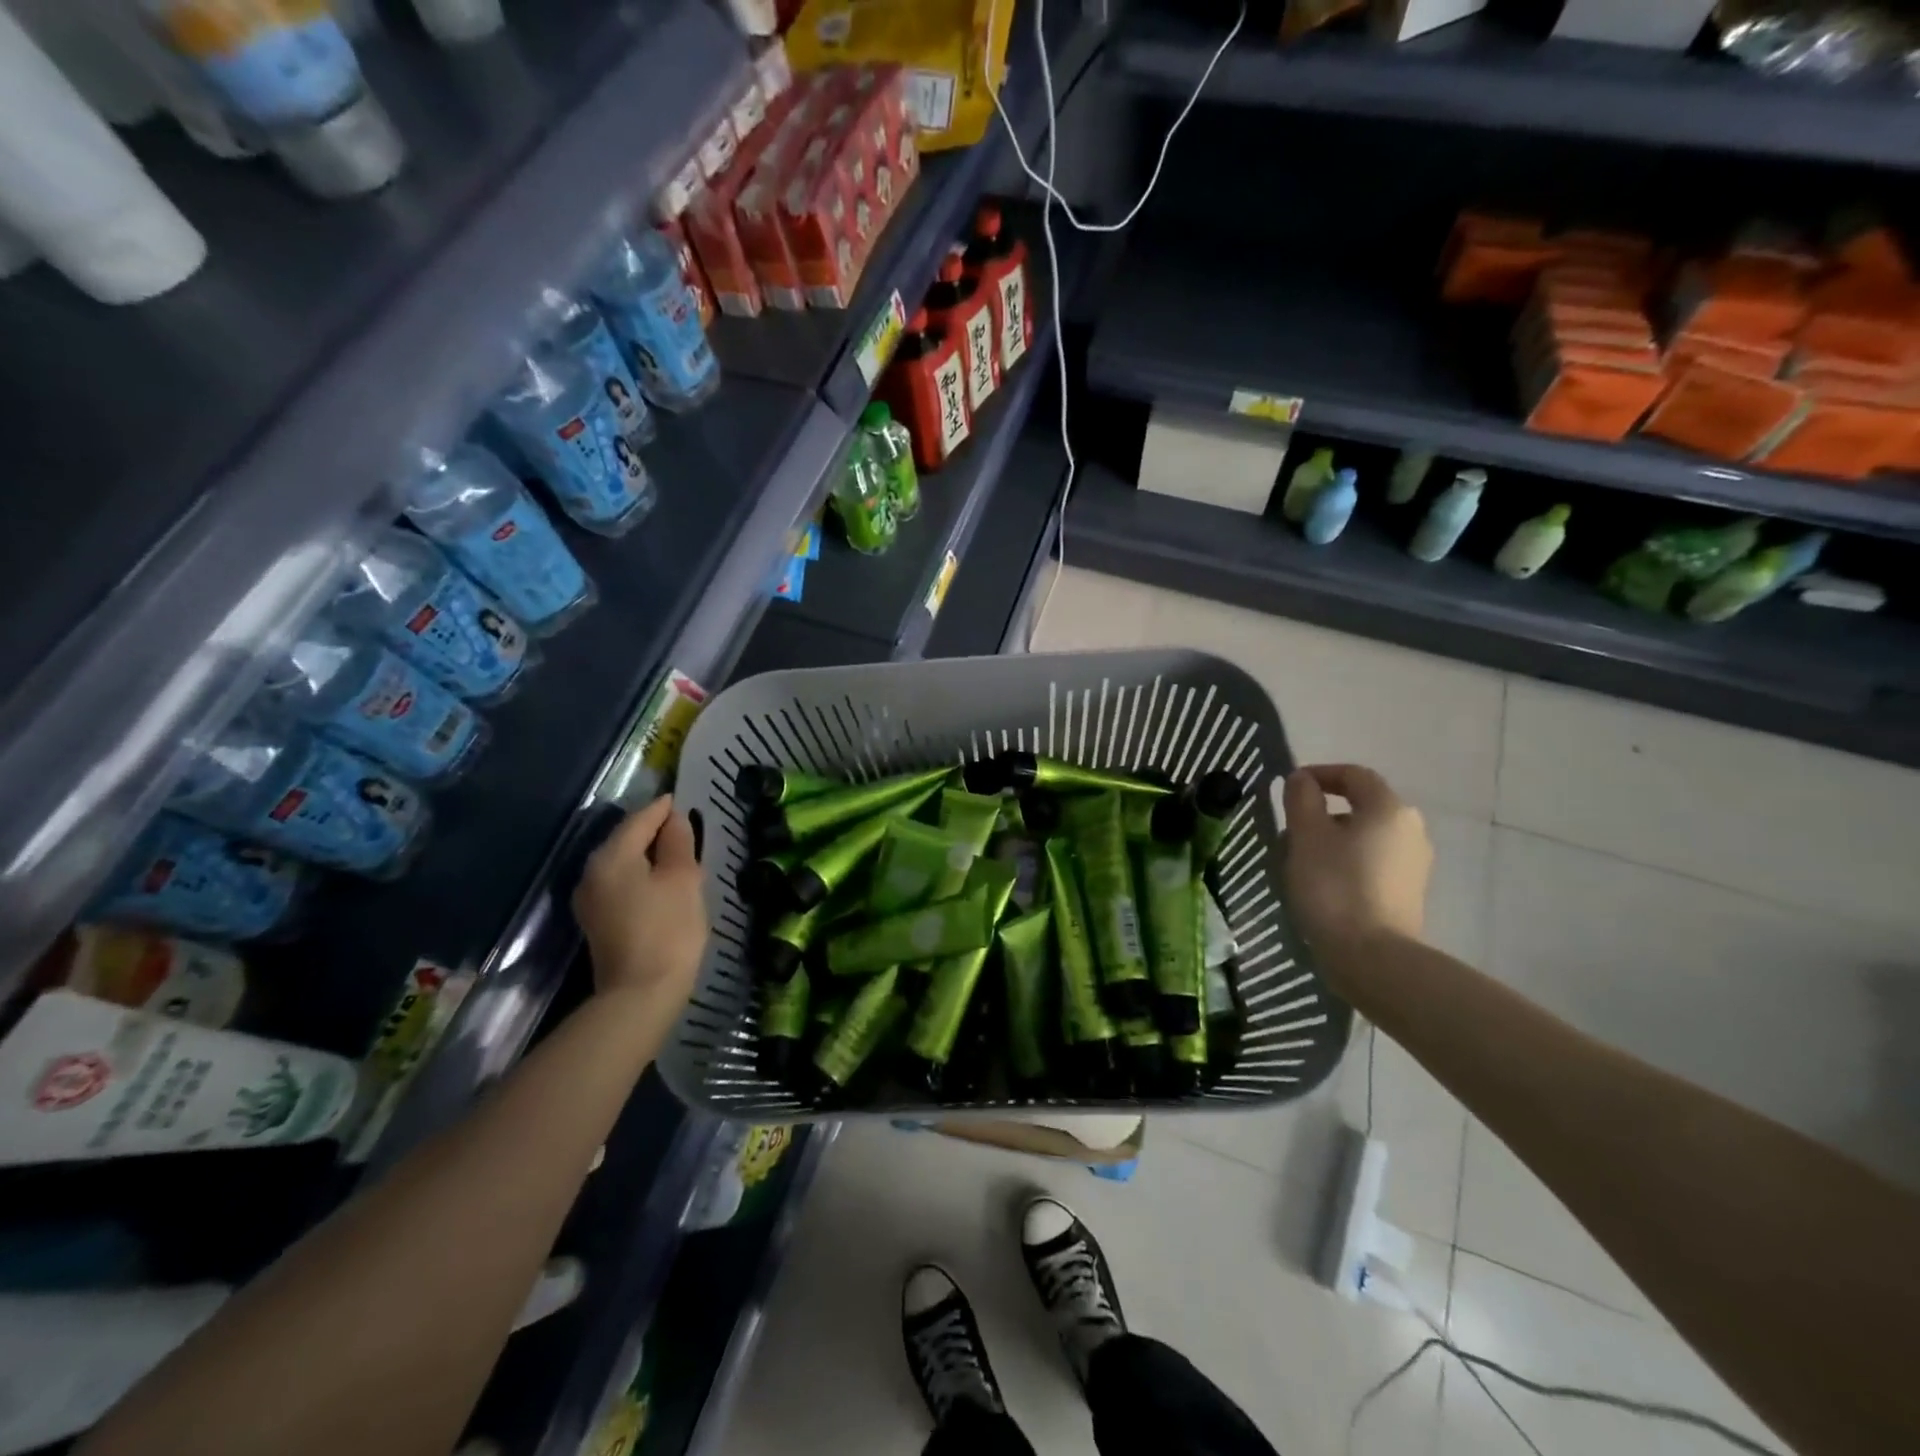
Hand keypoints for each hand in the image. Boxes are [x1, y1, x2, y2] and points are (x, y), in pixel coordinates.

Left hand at [573, 796, 707, 1007]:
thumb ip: (678, 842)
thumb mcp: (683, 879)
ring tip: (682, 856)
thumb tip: (675, 819)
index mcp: (611, 856)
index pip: (640, 818)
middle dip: (656, 832)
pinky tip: (664, 885)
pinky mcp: (598, 922)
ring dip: (651, 856)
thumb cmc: (668, 929)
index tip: (687, 800)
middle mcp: (591, 872)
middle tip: (689, 829)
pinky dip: (643, 877)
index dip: (665, 808)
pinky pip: (622, 885)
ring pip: (624, 863)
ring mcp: (591, 900)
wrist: (640, 996)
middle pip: (627, 839)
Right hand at [1281, 765, 1431, 995]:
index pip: (1354, 774)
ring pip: (1367, 835)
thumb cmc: (1334, 886)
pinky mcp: (1409, 892)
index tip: (1289, 787)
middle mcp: (1410, 829)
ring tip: (1302, 858)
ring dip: (1334, 838)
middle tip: (1291, 828)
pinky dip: (1348, 861)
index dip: (1320, 773)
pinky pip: (1374, 861)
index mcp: (1388, 809)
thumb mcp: (1306, 836)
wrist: (1373, 957)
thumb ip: (1302, 799)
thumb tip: (1303, 779)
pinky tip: (1325, 883)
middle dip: (1324, 811)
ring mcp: (1414, 863)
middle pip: (1362, 805)